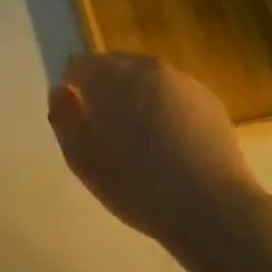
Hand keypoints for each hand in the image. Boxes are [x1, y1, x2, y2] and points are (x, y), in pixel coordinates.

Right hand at [47, 54, 268, 254]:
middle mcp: (144, 67)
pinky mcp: (207, 97)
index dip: (73, 91)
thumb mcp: (81, 159)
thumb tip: (61, 91)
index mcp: (108, 77)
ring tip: (143, 141)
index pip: (77, 66)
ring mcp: (180, 79)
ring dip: (136, 98)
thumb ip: (63, 117)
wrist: (210, 205)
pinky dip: (165, 108)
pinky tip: (172, 144)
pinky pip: (172, 94)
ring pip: (145, 79)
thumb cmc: (135, 184)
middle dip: (105, 91)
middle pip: (112, 67)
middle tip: (109, 134)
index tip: (80, 123)